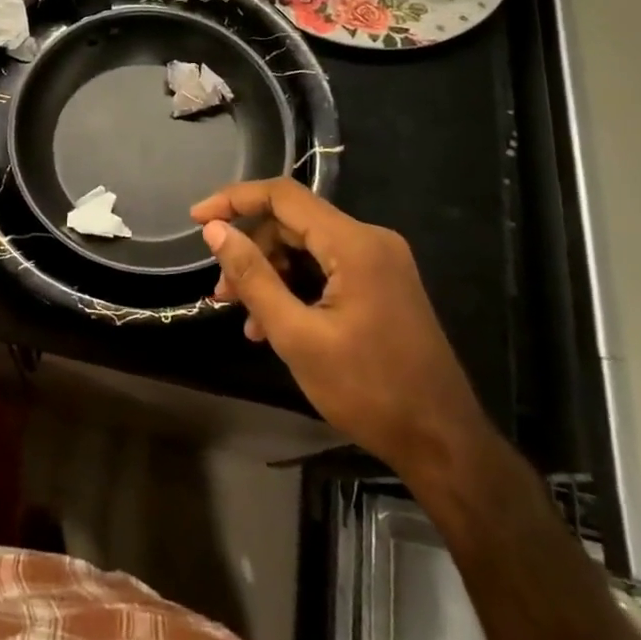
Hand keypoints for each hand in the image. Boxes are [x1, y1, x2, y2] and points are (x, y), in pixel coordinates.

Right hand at [191, 178, 486, 478]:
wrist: (444, 443)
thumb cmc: (368, 391)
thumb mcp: (297, 336)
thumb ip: (253, 277)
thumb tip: (215, 231)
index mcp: (354, 244)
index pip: (283, 196)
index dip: (234, 200)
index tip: (196, 219)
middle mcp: (370, 239)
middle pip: (293, 223)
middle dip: (251, 251)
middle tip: (221, 293)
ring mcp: (380, 261)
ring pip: (307, 247)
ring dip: (270, 275)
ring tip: (244, 318)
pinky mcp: (382, 283)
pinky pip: (326, 268)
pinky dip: (296, 287)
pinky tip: (274, 325)